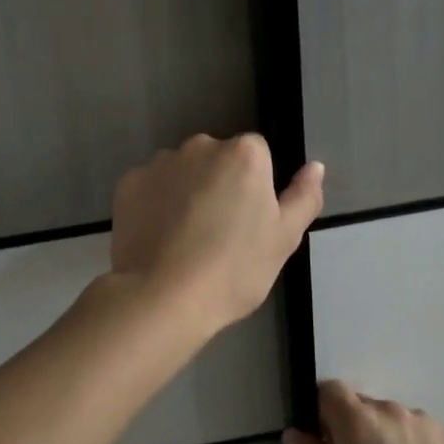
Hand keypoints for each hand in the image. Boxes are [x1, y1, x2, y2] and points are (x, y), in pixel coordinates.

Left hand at [110, 133, 324, 333]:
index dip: (255, 188)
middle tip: (219, 233)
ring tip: (185, 239)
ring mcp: (160, 162)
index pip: (257, 156)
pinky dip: (156, 204)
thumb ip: (303, 196)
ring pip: (183, 171)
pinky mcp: (128, 183)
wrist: (163, 297)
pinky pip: (151, 187)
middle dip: (220, 184)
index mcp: (244, 154)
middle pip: (218, 159)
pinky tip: (159, 238)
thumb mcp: (284, 239)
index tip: (249, 222)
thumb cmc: (234, 270)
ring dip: (187, 192)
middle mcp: (200, 146)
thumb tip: (315, 166)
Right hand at [284, 380, 443, 443]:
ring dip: (388, 438)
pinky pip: (423, 432)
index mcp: (356, 421)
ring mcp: (424, 421)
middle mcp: (390, 410)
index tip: (329, 443)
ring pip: (395, 420)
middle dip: (357, 429)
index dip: (325, 412)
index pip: (331, 391)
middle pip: (364, 406)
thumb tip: (293, 433)